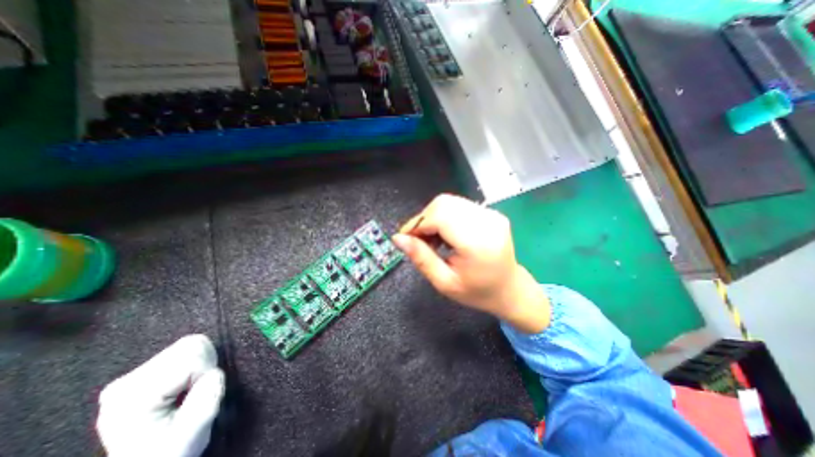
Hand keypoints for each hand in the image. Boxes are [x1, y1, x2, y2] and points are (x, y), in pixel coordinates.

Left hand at [96, 333, 225, 456]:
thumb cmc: (171, 450)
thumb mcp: (192, 433)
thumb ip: (206, 400)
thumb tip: (214, 373)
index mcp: (132, 397)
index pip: (192, 357)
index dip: (205, 374)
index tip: (196, 399)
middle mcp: (126, 382)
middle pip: (191, 345)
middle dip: (204, 365)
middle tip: (195, 392)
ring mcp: (132, 376)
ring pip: (192, 343)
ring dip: (202, 363)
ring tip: (190, 389)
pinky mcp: (144, 372)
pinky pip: (186, 349)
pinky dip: (196, 362)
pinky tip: (184, 385)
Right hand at [392, 194, 549, 333]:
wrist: (510, 289)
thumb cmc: (477, 292)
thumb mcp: (444, 283)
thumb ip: (421, 258)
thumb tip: (398, 238)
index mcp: (477, 242)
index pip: (440, 216)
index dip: (418, 223)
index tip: (406, 238)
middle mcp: (487, 222)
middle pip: (443, 204)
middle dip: (424, 219)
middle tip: (419, 240)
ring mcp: (491, 214)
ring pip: (449, 202)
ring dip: (433, 217)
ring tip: (433, 239)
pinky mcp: (491, 213)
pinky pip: (459, 206)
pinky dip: (445, 216)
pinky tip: (446, 234)